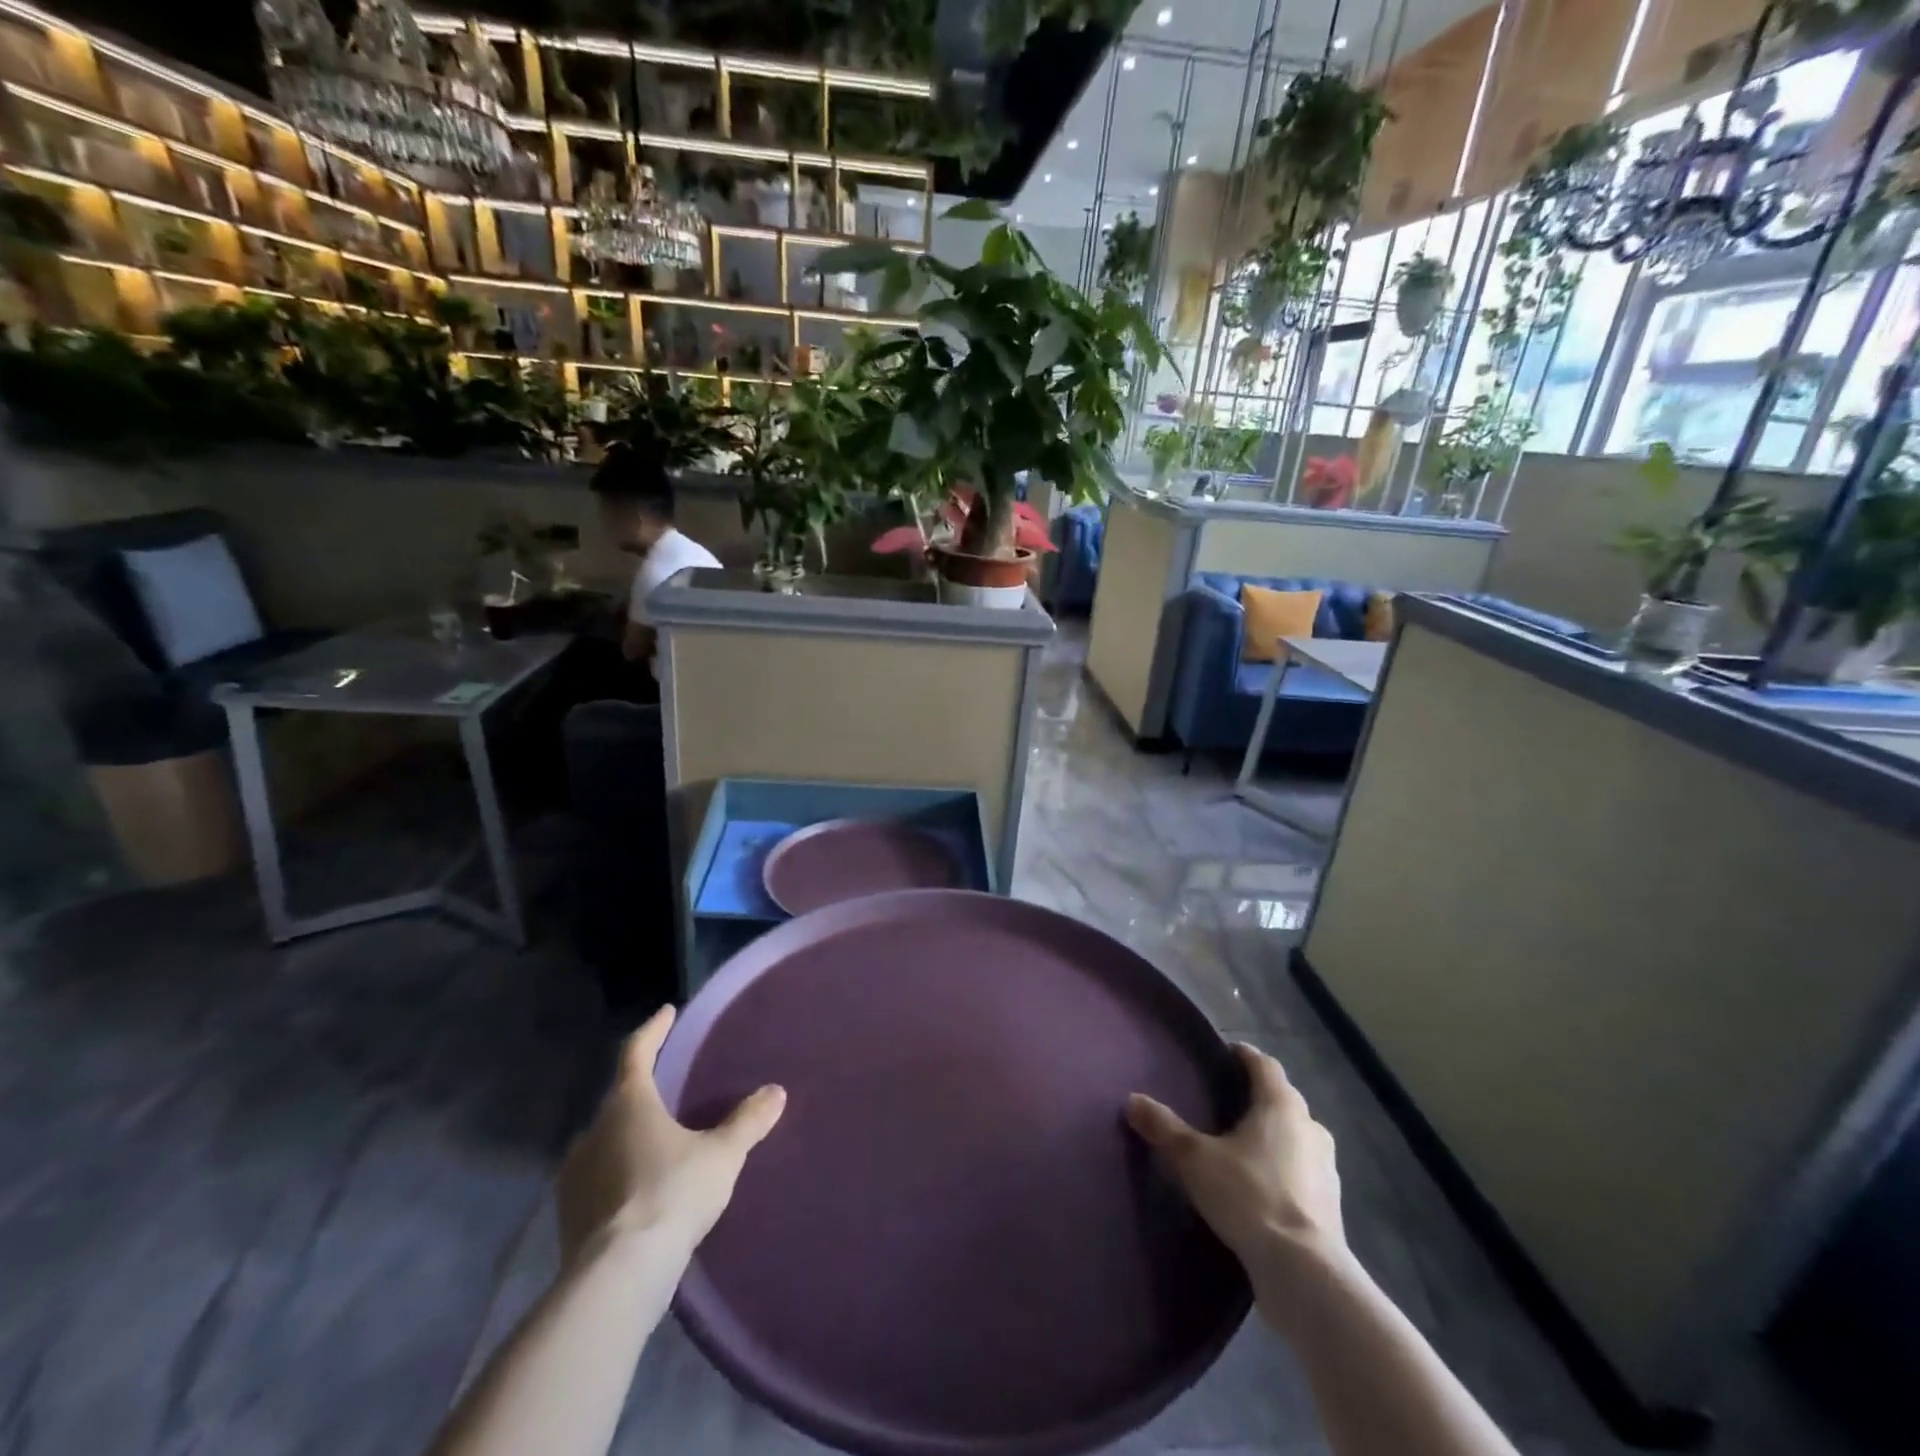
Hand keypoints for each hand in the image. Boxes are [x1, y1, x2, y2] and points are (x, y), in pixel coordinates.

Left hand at [557, 1006, 785, 1263]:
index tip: (667, 1012)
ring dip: (627, 1134)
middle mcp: (594, 1130)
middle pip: (619, 1097)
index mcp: (629, 1104)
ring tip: (656, 1141)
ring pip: (604, 1139)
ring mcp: (574, 1174)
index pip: (637, 1052)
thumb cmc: (672, 1194)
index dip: (653, 1030)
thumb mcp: (722, 1155)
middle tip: (668, 1086)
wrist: (617, 1276)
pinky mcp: (567, 1214)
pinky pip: (596, 1177)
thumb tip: (776, 1091)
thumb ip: (748, 1121)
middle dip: (643, 1089)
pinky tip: (637, 1188)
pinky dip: (616, 1172)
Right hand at [1126, 1043, 1343, 1269]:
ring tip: (1242, 1144)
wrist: (1304, 1271)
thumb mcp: (1195, 1159)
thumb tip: (1132, 1100)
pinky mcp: (1331, 1203)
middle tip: (1227, 1100)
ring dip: (1274, 1134)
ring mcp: (1326, 1166)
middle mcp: (1310, 1126)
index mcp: (1281, 1105)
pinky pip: (1303, 1169)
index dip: (1244, 1056)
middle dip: (1258, 1096)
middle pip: (1283, 1098)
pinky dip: (1285, 1167)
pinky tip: (1262, 1184)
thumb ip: (1164, 1127)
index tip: (1226, 1054)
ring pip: (1296, 1135)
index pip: (1264, 1064)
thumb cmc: (1249, 1196)